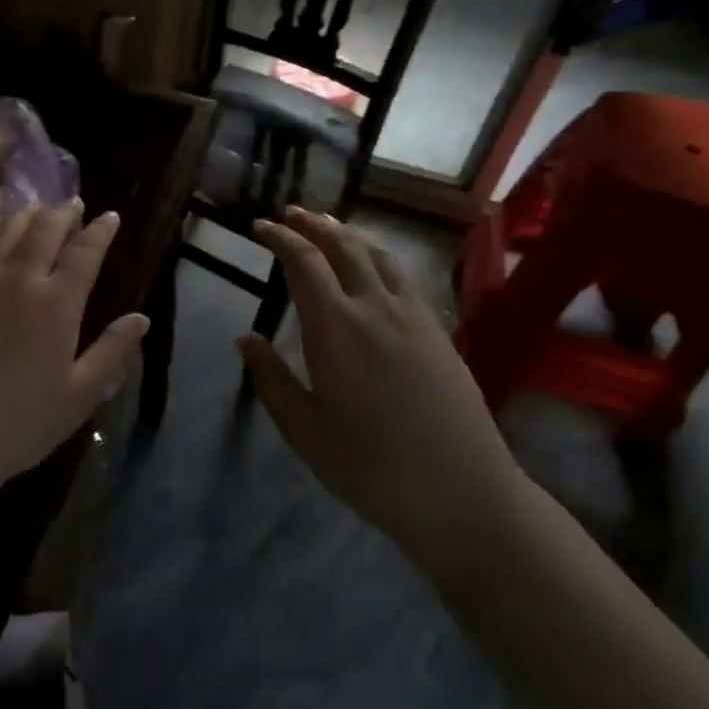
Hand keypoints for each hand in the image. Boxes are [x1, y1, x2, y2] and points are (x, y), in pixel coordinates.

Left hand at [0, 201, 147, 499]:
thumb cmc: (20, 423)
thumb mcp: (79, 395)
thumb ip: (112, 352)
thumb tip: (141, 318)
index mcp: (56, 305)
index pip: (84, 253)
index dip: (100, 231)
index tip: (109, 216)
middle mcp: (18, 281)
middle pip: (43, 231)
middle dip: (62, 213)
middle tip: (71, 204)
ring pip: (3, 232)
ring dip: (23, 214)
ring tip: (34, 206)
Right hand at [240, 208, 527, 580]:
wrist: (463, 494)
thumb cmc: (371, 467)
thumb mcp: (304, 430)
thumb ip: (272, 379)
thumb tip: (246, 338)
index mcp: (336, 329)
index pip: (304, 263)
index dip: (281, 238)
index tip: (260, 227)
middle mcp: (376, 308)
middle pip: (343, 247)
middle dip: (313, 225)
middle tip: (291, 214)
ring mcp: (414, 316)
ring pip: (378, 255)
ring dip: (348, 234)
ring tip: (328, 226)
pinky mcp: (438, 331)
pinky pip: (403, 276)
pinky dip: (378, 256)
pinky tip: (372, 267)